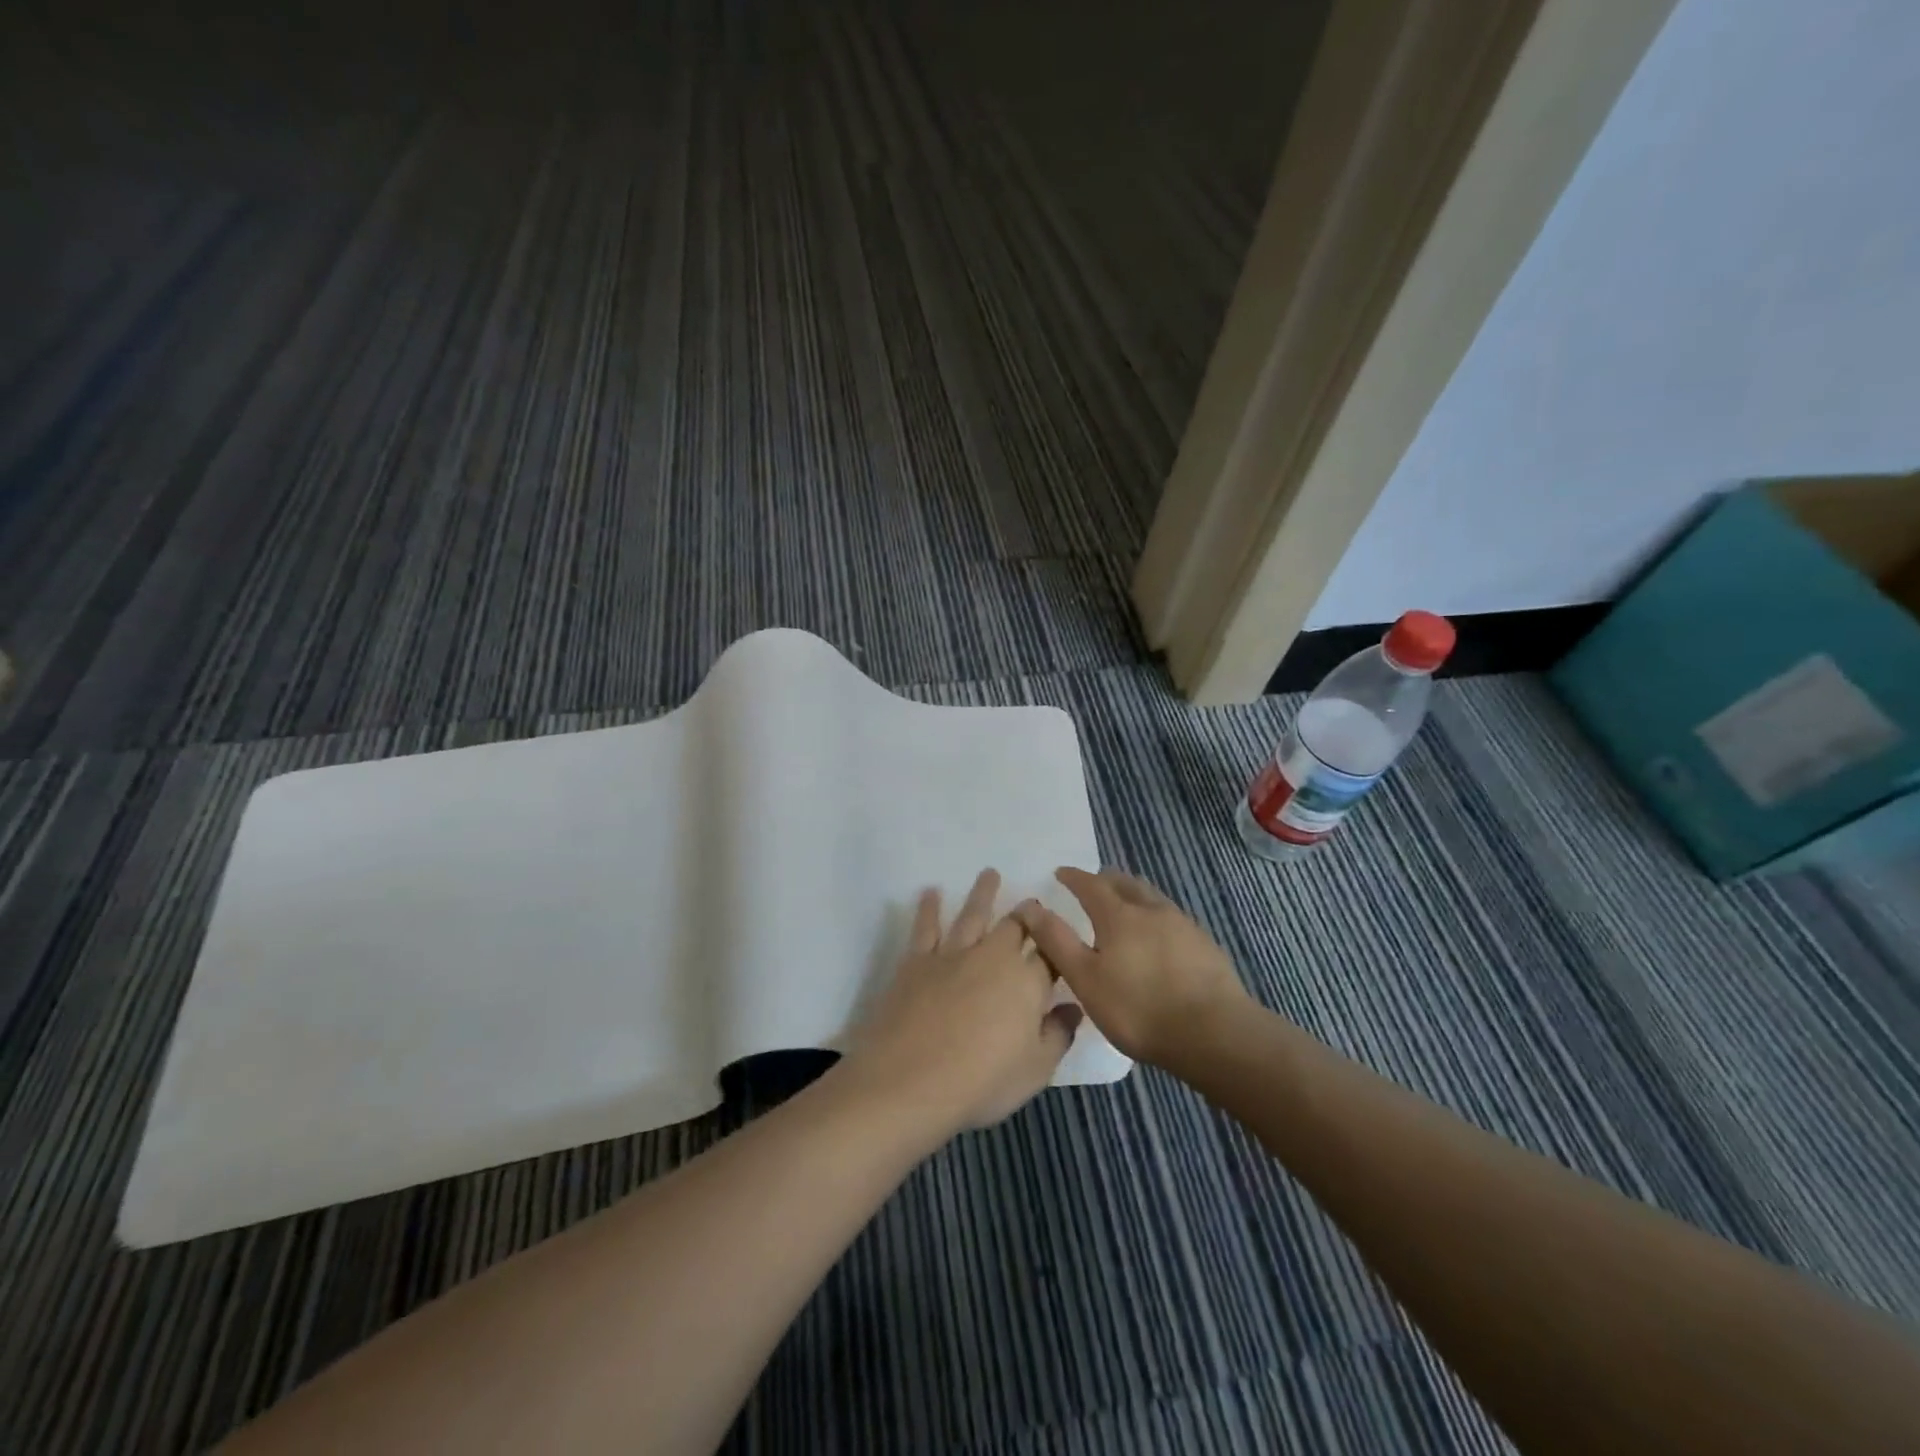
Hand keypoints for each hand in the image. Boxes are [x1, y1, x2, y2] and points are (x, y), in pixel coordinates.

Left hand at [837, 869, 1080, 1143]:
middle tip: (1031, 902)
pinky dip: (929, 907)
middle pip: (1015, 927)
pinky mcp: (917, 960)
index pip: (1050, 956)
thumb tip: (1074, 1008)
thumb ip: (1058, 1036)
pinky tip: (931, 892)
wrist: (910, 1081)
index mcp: (1027, 982)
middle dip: (1027, 913)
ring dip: (983, 893)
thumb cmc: (981, 1082)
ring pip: (973, 914)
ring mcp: (953, 954)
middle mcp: (993, 957)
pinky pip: (926, 927)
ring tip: (989, 873)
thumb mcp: (1034, 1071)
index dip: (1057, 945)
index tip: (1062, 935)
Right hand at [1013, 867, 1246, 1069]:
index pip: (1091, 884)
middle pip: (1126, 883)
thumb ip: (1056, 941)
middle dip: (1106, 880)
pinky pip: (1172, 918)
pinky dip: (1155, 917)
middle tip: (1093, 885)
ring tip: (1125, 906)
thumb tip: (1030, 907)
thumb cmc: (1138, 1008)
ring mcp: (1183, 925)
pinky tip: (1158, 937)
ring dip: (1133, 895)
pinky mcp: (1205, 945)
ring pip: (1152, 898)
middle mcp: (1151, 909)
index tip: (1061, 873)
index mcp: (1119, 914)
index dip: (1074, 877)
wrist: (1214, 1033)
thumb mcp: (1085, 979)